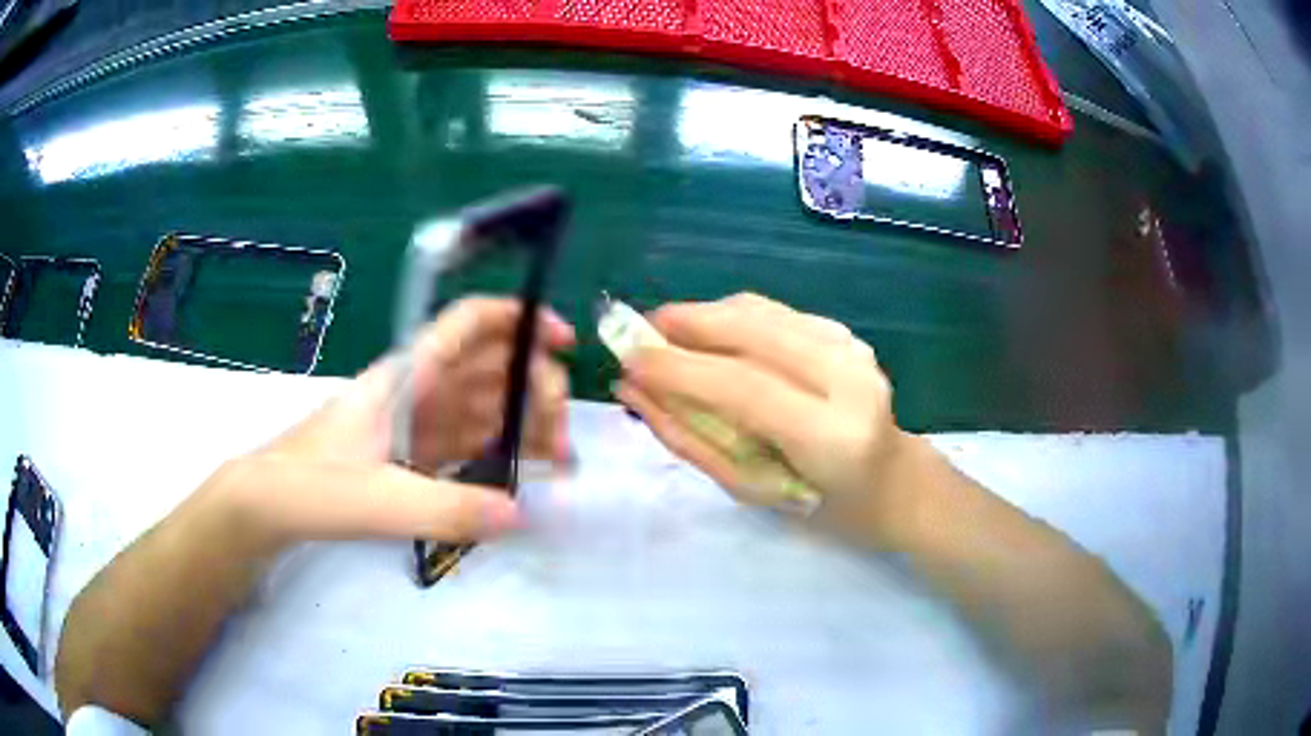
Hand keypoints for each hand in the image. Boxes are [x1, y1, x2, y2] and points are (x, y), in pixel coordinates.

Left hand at [209, 297, 574, 551]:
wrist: (268, 503)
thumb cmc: (312, 484)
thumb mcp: (378, 501)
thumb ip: (447, 508)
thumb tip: (520, 514)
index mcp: (407, 377)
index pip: (468, 324)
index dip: (519, 319)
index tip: (564, 342)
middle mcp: (417, 390)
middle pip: (489, 367)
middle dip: (534, 389)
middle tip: (561, 440)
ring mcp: (416, 423)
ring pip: (483, 406)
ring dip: (523, 425)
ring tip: (559, 462)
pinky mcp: (412, 454)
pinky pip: (467, 441)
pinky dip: (499, 452)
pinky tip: (523, 475)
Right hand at [616, 293, 911, 541]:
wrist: (891, 482)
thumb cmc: (821, 507)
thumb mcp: (752, 491)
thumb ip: (692, 440)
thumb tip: (636, 393)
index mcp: (832, 436)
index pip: (743, 387)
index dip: (679, 368)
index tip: (627, 359)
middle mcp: (849, 378)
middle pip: (752, 329)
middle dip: (685, 323)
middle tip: (636, 332)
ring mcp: (852, 347)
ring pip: (761, 311)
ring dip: (703, 315)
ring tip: (664, 333)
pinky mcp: (847, 332)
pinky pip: (774, 312)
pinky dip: (731, 316)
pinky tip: (708, 333)